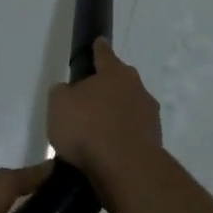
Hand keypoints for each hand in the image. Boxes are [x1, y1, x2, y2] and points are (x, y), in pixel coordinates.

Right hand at [47, 38, 161, 212]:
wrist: (126, 169)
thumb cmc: (88, 128)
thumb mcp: (59, 105)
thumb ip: (62, 93)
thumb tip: (69, 92)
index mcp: (115, 73)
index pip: (104, 54)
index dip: (98, 49)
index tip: (98, 42)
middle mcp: (137, 89)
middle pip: (119, 83)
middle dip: (106, 89)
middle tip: (87, 102)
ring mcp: (149, 116)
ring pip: (128, 110)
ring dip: (115, 117)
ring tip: (95, 135)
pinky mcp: (154, 142)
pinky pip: (132, 134)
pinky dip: (121, 139)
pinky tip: (106, 153)